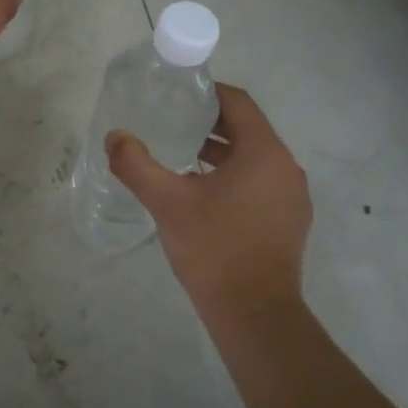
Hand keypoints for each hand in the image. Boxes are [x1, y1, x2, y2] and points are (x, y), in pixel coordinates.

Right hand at [107, 84, 311, 319]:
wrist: (255, 314)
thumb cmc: (214, 250)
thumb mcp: (168, 203)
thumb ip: (137, 165)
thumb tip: (115, 137)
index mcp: (264, 153)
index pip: (239, 103)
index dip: (209, 92)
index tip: (179, 93)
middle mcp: (286, 168)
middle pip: (248, 129)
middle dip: (210, 123)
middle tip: (172, 122)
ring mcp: (292, 197)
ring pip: (254, 158)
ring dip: (221, 152)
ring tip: (182, 156)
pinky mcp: (290, 221)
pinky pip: (261, 183)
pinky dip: (235, 176)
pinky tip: (204, 194)